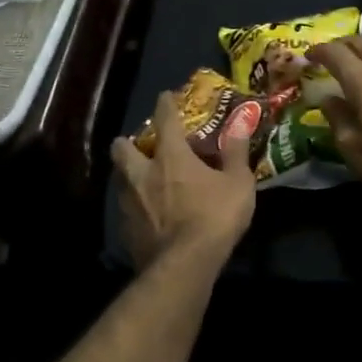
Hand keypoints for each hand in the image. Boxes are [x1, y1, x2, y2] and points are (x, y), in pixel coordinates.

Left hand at [109, 90, 256, 270]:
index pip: (164, 119)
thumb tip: (240, 124)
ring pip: (120, 179)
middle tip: (140, 145)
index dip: (165, 104)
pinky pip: (126, 209)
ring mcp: (130, 202)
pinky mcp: (126, 230)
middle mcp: (143, 173)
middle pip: (123, 148)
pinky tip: (146, 214)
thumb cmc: (214, 217)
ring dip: (128, 175)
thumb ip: (236, 153)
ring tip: (142, 180)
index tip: (165, 96)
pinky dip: (134, 206)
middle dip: (127, 142)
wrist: (184, 265)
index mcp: (171, 156)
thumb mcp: (238, 183)